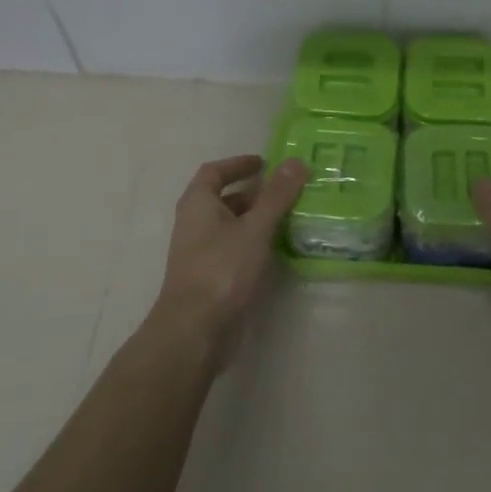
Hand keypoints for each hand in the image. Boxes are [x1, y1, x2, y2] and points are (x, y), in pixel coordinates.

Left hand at [151, 154, 307, 356]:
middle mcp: (194, 223)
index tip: (264, 163)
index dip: (238, 164)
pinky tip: (276, 250)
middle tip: (286, 191)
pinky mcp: (210, 277)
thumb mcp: (255, 228)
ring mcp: (201, 252)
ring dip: (255, 218)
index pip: (214, 172)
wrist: (195, 330)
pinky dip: (253, 242)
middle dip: (253, 192)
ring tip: (289, 217)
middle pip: (223, 198)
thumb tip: (296, 161)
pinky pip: (234, 248)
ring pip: (230, 225)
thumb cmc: (222, 269)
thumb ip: (276, 195)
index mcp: (198, 204)